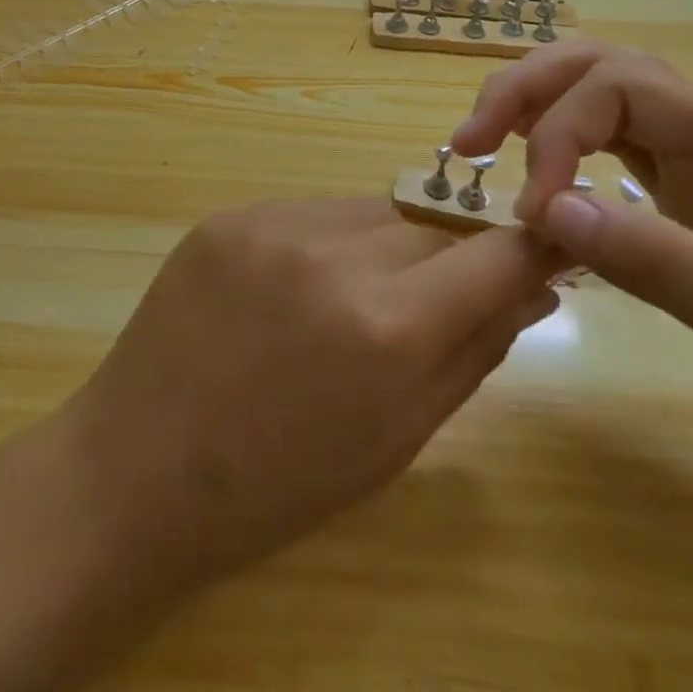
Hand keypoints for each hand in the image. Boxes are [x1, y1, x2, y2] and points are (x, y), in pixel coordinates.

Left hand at [63, 199, 564, 585]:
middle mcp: (335, 254)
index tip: (553, 239)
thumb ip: (474, 353)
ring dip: (384, 245)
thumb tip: (536, 288)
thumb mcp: (396, 437)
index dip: (533, 244)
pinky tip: (296, 289)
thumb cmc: (280, 481)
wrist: (140, 465)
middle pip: (431, 226)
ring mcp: (273, 224)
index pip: (494, 256)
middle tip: (423, 304)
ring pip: (371, 210)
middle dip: (446, 259)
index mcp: (387, 327)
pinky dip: (326, 240)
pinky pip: (310, 211)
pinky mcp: (231, 214)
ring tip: (349, 301)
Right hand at [451, 42, 692, 501]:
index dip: (558, 132)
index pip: (621, 86)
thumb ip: (658, 260)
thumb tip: (545, 209)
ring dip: (538, 107)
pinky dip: (563, 145)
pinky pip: (615, 142)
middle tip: (469, 138)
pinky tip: (540, 174)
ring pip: (604, 95)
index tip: (535, 211)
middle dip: (528, 89)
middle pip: (603, 65)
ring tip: (485, 143)